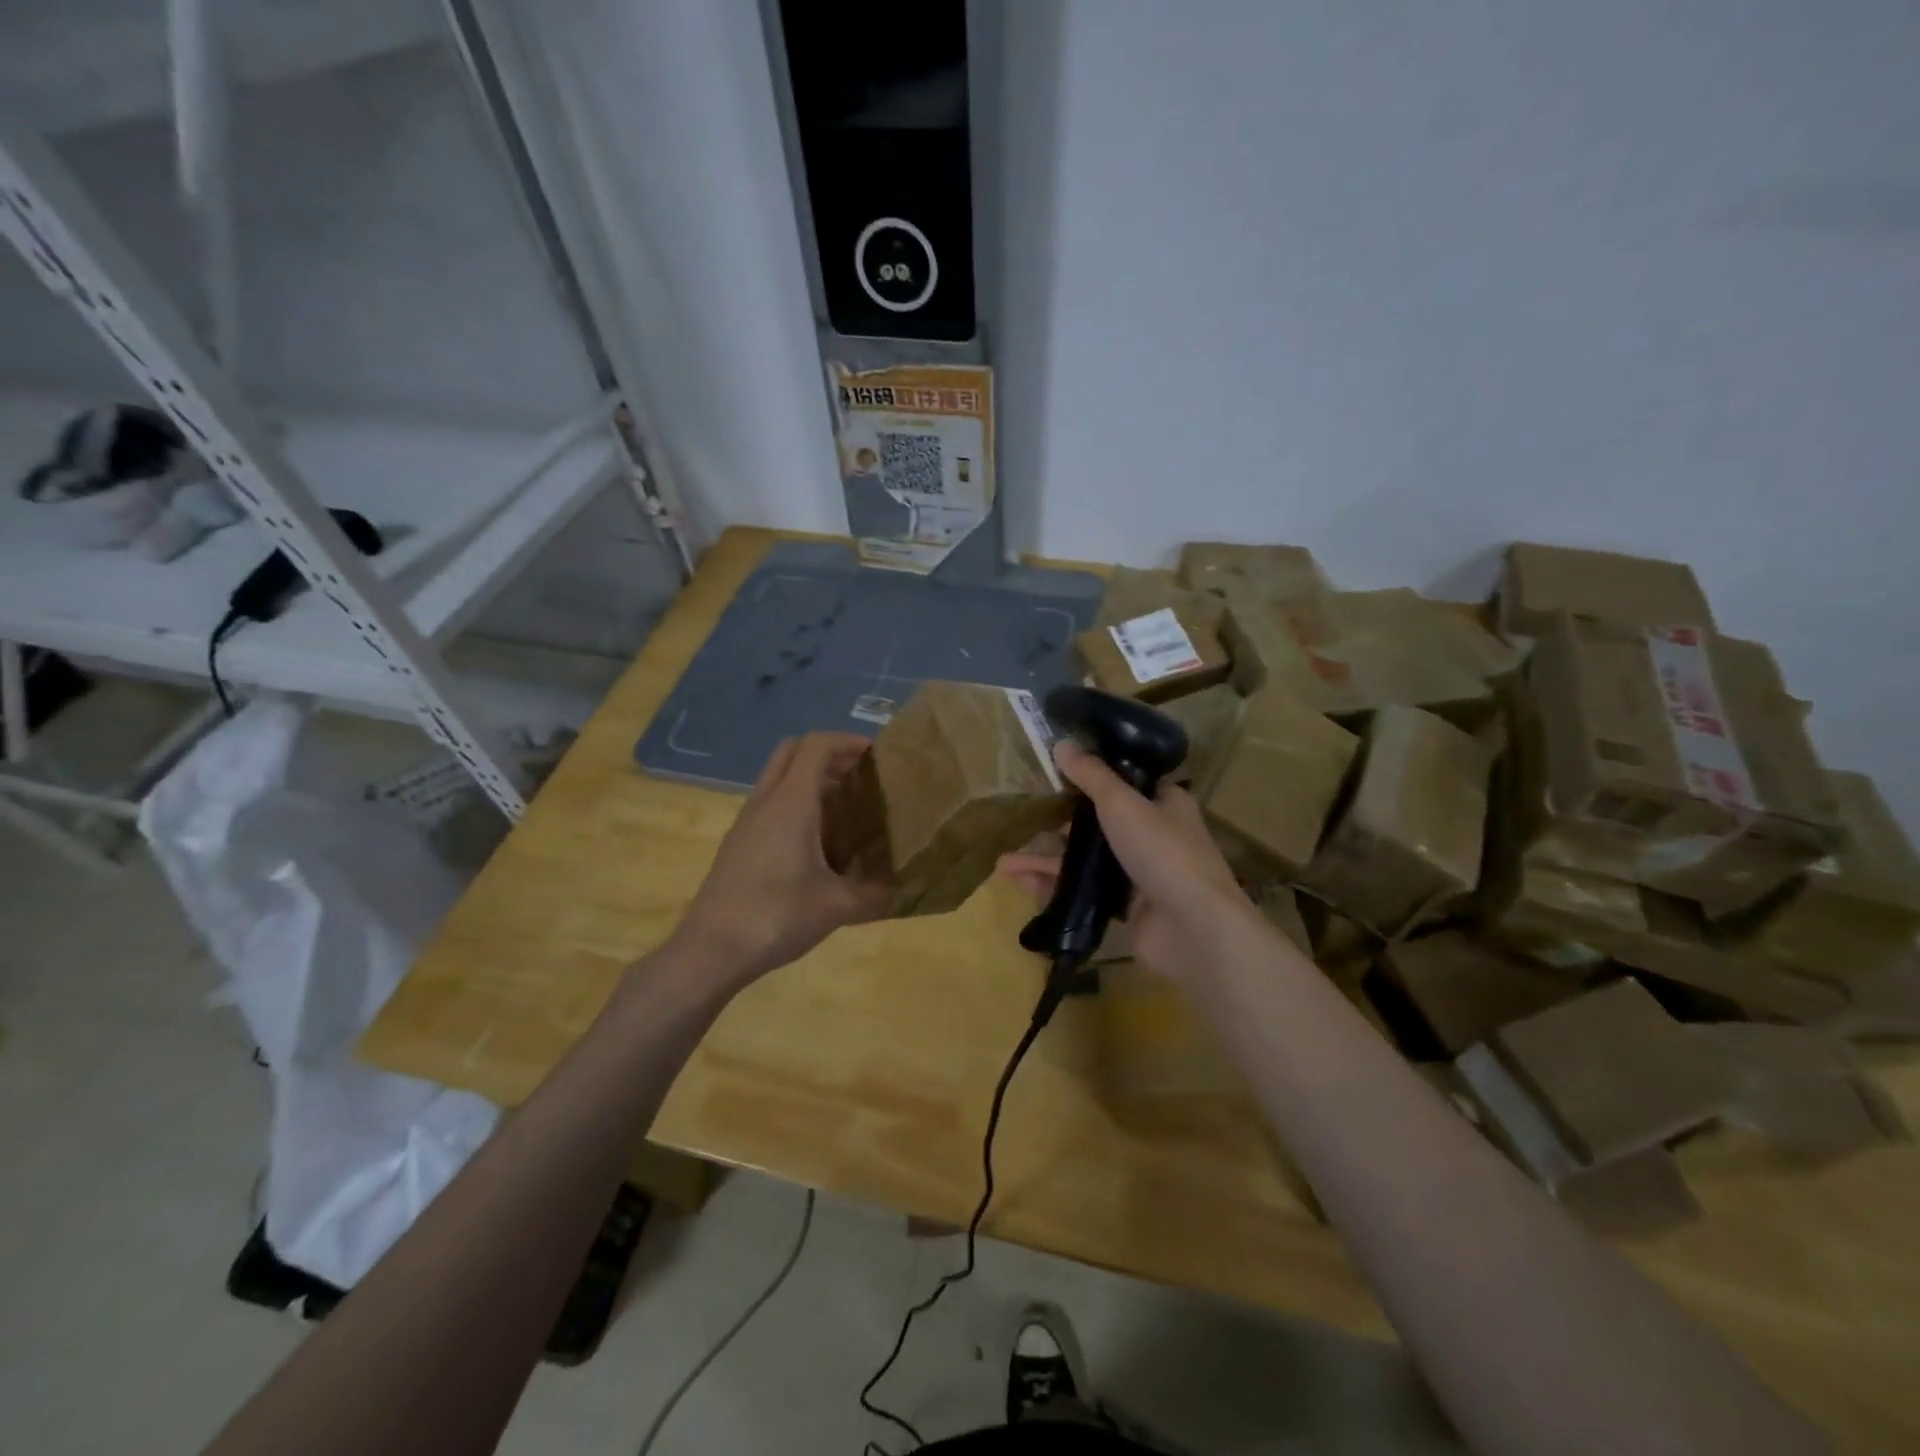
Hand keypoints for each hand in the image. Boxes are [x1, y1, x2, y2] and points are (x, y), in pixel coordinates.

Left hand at [670, 733, 892, 987]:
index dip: (848, 741)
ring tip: (844, 810)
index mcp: (791, 802)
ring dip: (809, 780)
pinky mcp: (737, 844)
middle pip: (792, 751)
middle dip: (827, 755)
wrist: (710, 950)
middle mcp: (766, 801)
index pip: (817, 745)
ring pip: (777, 778)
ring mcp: (746, 822)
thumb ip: (874, 896)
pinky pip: (769, 805)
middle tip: (859, 777)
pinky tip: (815, 844)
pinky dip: (794, 805)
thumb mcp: (836, 908)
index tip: (876, 755)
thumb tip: (902, 893)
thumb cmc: (776, 916)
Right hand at [1000, 739, 1256, 980]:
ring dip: (1048, 860)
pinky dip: (1055, 887)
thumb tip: (1061, 743)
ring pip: (1087, 860)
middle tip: (1024, 817)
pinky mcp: (1128, 908)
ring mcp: (1141, 874)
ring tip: (1006, 861)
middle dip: (1059, 823)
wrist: (1191, 928)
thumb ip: (1090, 775)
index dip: (1094, 774)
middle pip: (1101, 822)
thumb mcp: (1121, 803)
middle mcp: (1155, 835)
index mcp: (1164, 803)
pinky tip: (1021, 884)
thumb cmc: (1162, 851)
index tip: (1057, 771)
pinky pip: (1085, 892)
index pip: (1128, 781)